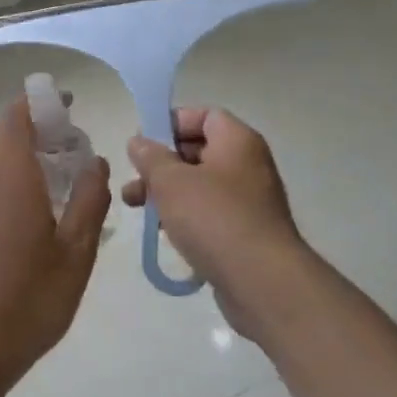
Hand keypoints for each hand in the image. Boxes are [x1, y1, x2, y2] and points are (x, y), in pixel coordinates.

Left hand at [0, 96, 111, 385]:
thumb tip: (95, 162)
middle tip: (80, 150)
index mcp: (12, 181)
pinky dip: (22, 184)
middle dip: (42, 132)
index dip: (38, 102)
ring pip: (2, 166)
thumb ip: (89, 200)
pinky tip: (49, 218)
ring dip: (33, 160)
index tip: (68, 104)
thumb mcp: (77, 251)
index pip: (15, 119)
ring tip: (72, 183)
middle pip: (8, 139)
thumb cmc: (31, 298)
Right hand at [123, 108, 310, 343]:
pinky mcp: (245, 232)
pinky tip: (162, 230)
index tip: (143, 141)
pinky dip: (185, 215)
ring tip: (135, 206)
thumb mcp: (171, 181)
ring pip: (200, 184)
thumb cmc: (214, 218)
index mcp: (238, 141)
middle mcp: (248, 164)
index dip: (172, 122)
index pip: (204, 115)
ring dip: (167, 191)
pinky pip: (209, 212)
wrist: (261, 281)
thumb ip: (150, 157)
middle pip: (199, 150)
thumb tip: (138, 142)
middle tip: (134, 178)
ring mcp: (249, 200)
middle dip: (162, 162)